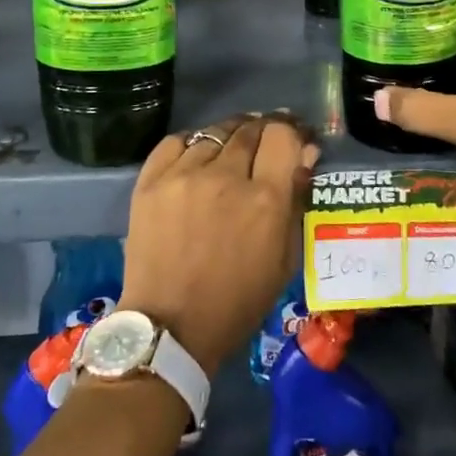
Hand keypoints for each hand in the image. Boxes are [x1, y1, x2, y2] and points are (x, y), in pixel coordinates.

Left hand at [120, 113, 318, 375]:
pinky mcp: (150, 181)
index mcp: (265, 199)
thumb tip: (305, 152)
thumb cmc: (237, 301)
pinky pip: (176, 142)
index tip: (293, 139)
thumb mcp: (284, 259)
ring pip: (214, 132)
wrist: (170, 327)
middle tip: (264, 146)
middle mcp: (225, 176)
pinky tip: (197, 157)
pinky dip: (192, 144)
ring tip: (230, 151)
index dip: (291, 132)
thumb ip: (296, 200)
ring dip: (229, 137)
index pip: (282, 135)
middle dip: (263, 131)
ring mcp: (183, 175)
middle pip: (249, 128)